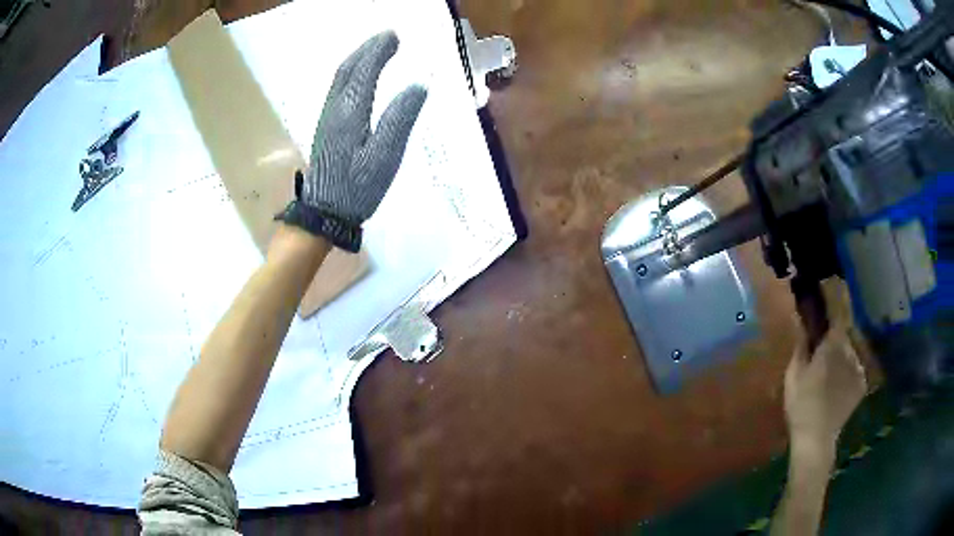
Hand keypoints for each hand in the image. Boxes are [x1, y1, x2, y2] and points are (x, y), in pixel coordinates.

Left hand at [276, 31, 427, 251]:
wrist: (324, 213)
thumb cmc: (356, 188)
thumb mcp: (385, 156)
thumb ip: (400, 119)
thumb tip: (418, 86)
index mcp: (351, 112)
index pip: (365, 71)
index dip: (379, 51)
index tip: (395, 36)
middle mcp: (335, 109)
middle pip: (348, 69)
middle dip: (367, 49)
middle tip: (387, 38)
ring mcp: (327, 118)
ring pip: (340, 79)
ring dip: (357, 59)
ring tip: (374, 50)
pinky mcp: (326, 128)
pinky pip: (337, 90)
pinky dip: (350, 75)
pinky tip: (358, 78)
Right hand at [784, 279, 867, 452]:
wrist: (817, 439)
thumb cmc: (801, 406)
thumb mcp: (793, 375)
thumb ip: (802, 345)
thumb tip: (803, 321)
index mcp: (833, 345)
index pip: (840, 310)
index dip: (837, 294)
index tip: (833, 282)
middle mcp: (851, 350)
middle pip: (845, 331)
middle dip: (836, 332)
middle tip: (825, 342)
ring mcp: (859, 367)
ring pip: (851, 349)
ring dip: (842, 351)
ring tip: (830, 369)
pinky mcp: (862, 383)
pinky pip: (856, 365)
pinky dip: (848, 368)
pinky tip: (837, 383)